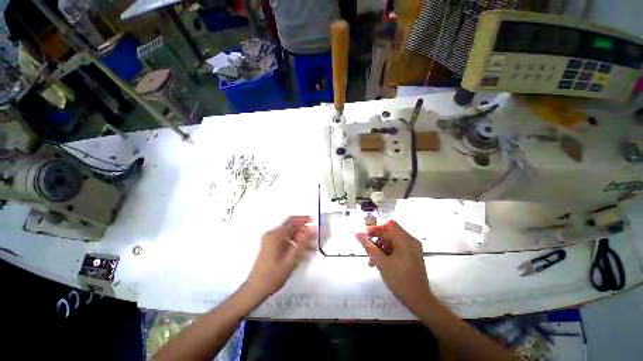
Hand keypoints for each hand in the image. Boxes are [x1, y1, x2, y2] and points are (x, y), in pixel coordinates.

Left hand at [246, 216, 315, 299]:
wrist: (256, 289)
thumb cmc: (273, 275)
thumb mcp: (291, 259)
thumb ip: (303, 243)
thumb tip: (311, 229)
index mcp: (275, 235)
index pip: (292, 221)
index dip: (303, 219)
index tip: (313, 221)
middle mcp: (272, 235)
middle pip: (291, 228)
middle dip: (304, 231)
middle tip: (314, 237)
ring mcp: (270, 241)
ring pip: (289, 235)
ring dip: (300, 239)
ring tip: (311, 247)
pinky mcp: (270, 247)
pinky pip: (285, 241)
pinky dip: (294, 244)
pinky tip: (302, 252)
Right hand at [356, 221, 435, 314]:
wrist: (419, 301)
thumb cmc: (400, 280)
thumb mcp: (381, 262)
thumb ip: (369, 246)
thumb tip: (358, 234)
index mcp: (405, 240)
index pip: (389, 225)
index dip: (376, 228)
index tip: (366, 236)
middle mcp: (410, 241)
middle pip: (390, 233)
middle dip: (377, 241)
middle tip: (368, 252)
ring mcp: (412, 249)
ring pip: (392, 242)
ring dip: (381, 249)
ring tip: (372, 261)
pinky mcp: (412, 256)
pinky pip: (397, 248)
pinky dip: (388, 253)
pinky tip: (380, 263)